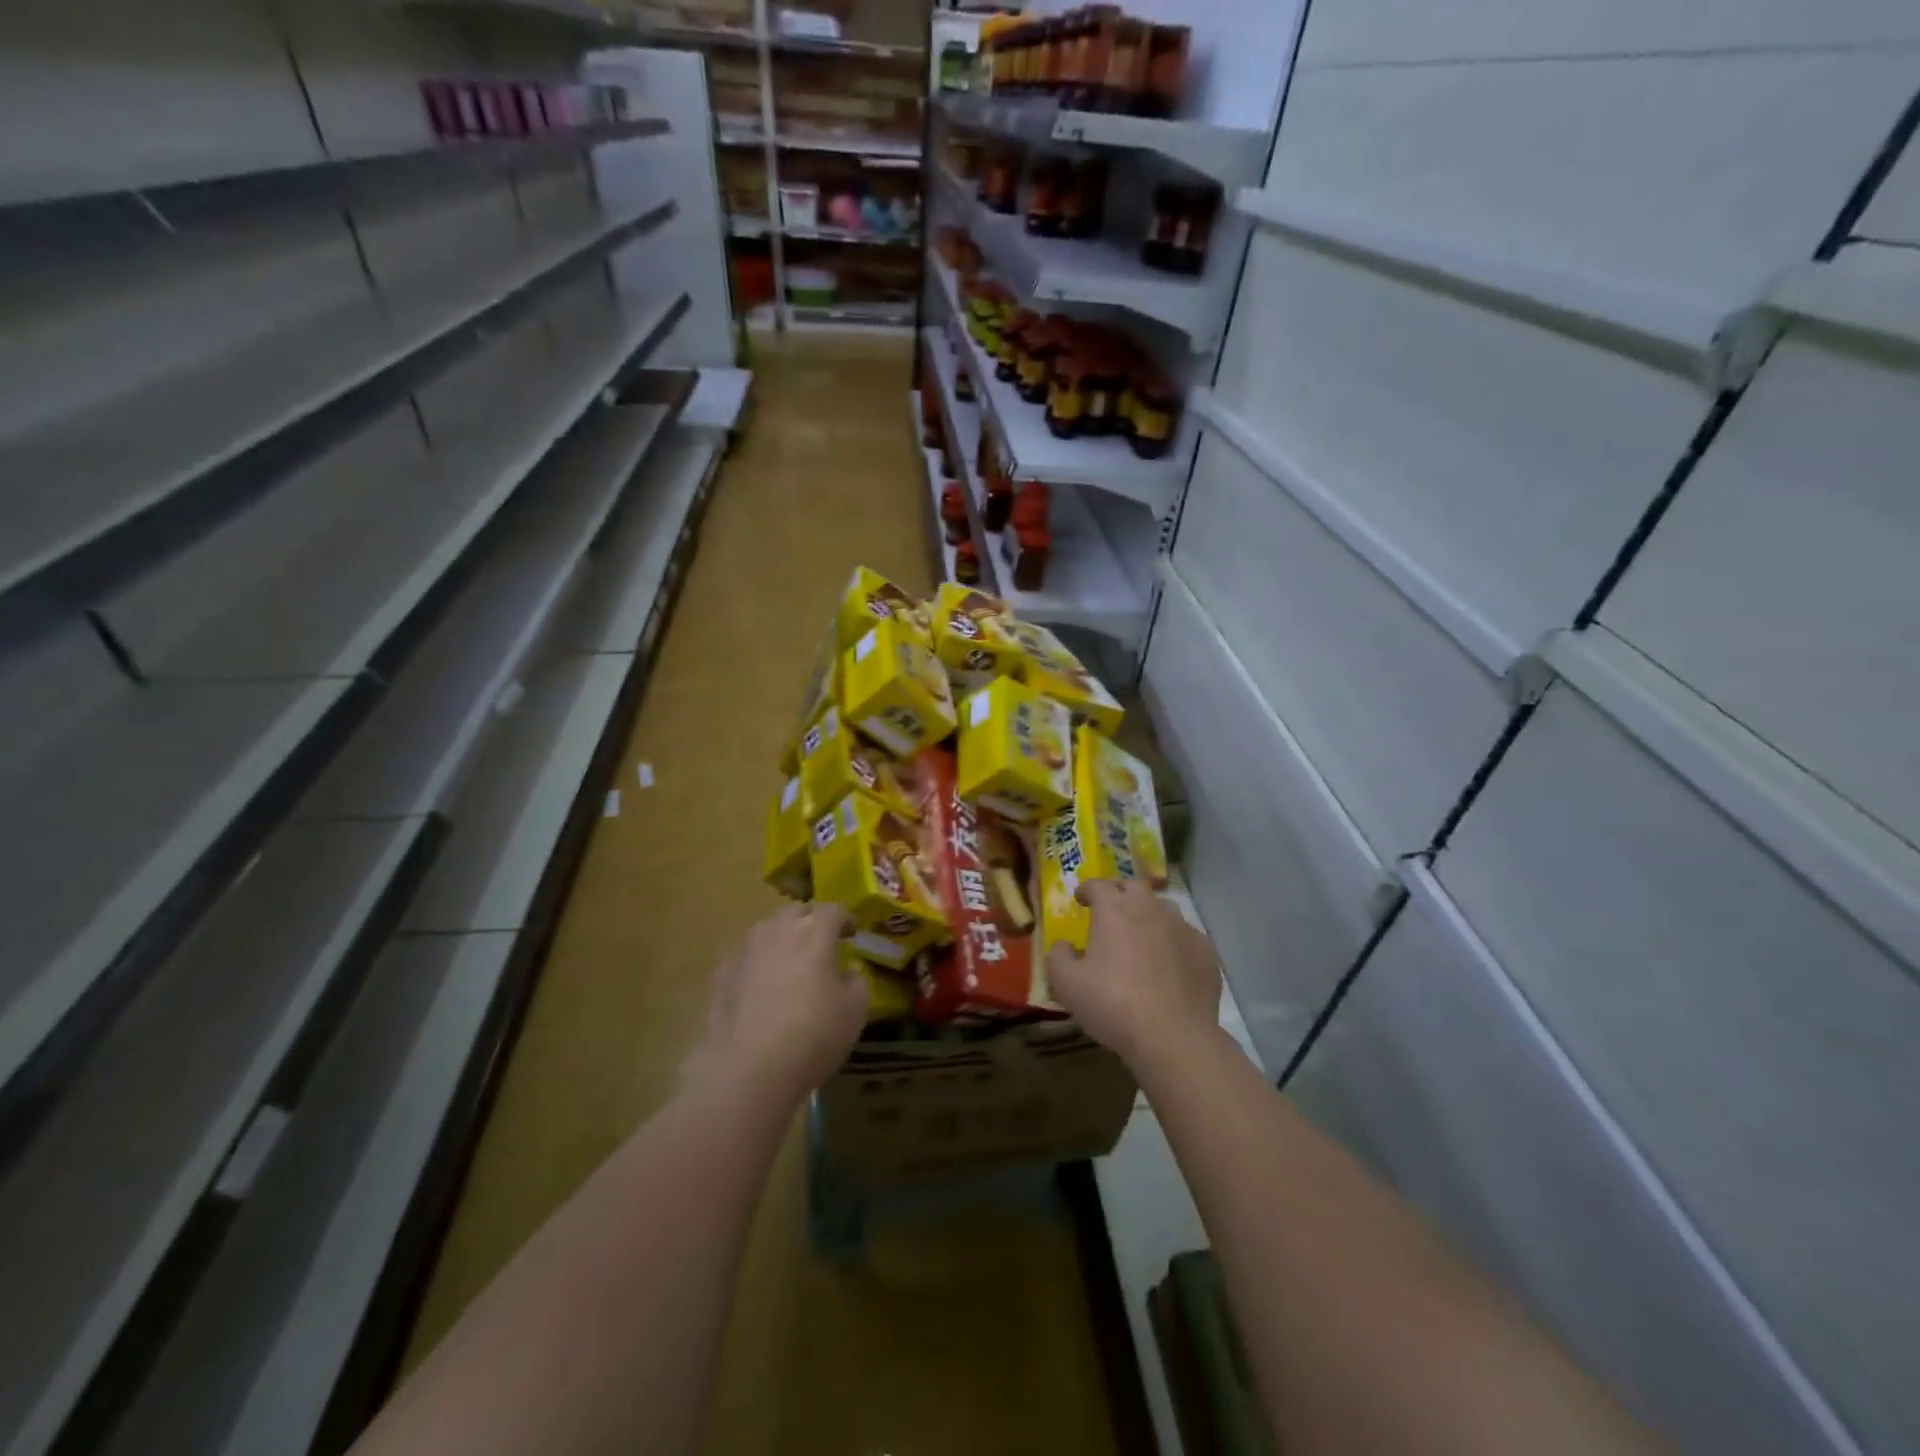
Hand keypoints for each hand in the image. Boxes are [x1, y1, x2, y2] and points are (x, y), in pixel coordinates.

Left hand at [681, 904, 866, 1104]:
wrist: (746, 1070)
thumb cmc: (812, 1036)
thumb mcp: (855, 1011)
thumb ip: (857, 982)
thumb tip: (848, 971)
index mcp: (814, 932)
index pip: (833, 910)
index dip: (845, 919)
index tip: (852, 934)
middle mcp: (777, 929)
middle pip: (796, 911)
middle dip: (811, 921)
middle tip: (821, 943)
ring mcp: (745, 949)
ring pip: (767, 929)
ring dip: (782, 937)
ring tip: (790, 962)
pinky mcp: (720, 972)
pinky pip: (745, 954)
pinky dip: (757, 960)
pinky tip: (761, 984)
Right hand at [1046, 879, 1221, 1073]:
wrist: (1173, 1036)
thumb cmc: (1112, 1004)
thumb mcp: (1066, 984)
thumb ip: (1058, 956)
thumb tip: (1065, 945)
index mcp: (1114, 909)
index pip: (1097, 885)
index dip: (1086, 889)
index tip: (1080, 900)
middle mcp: (1150, 908)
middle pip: (1133, 887)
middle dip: (1119, 894)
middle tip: (1110, 913)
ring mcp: (1182, 928)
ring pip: (1163, 909)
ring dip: (1149, 915)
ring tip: (1141, 936)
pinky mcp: (1205, 951)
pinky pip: (1185, 936)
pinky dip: (1174, 942)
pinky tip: (1170, 964)